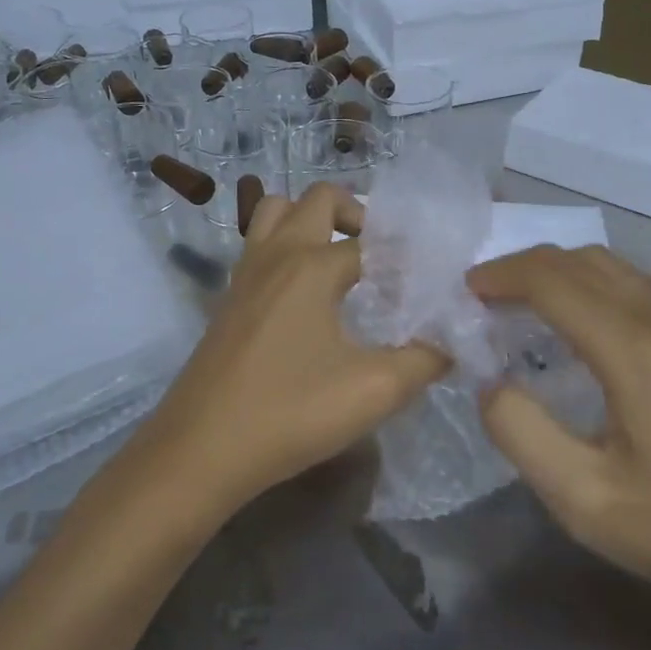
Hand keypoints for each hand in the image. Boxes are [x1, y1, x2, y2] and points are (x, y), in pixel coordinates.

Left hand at [145, 182, 447, 521]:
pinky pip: (259, 245)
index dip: (407, 258)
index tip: (431, 284)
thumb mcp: (374, 391)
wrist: (199, 450)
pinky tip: (307, 295)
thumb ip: (425, 360)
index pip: (373, 242)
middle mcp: (276, 254)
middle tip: (383, 253)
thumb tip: (451, 341)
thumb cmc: (289, 413)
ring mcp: (245, 273)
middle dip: (357, 212)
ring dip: (312, 220)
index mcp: (312, 265)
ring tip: (341, 259)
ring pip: (277, 212)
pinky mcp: (229, 298)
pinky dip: (287, 246)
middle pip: (317, 199)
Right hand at [468, 245, 650, 626]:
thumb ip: (520, 432)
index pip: (551, 280)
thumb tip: (490, 382)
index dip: (500, 275)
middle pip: (575, 260)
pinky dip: (578, 283)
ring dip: (550, 271)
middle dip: (519, 267)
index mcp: (628, 349)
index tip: (461, 294)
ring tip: (511, 304)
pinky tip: (563, 322)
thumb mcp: (583, 498)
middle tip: (478, 300)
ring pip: (602, 265)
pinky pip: (622, 284)